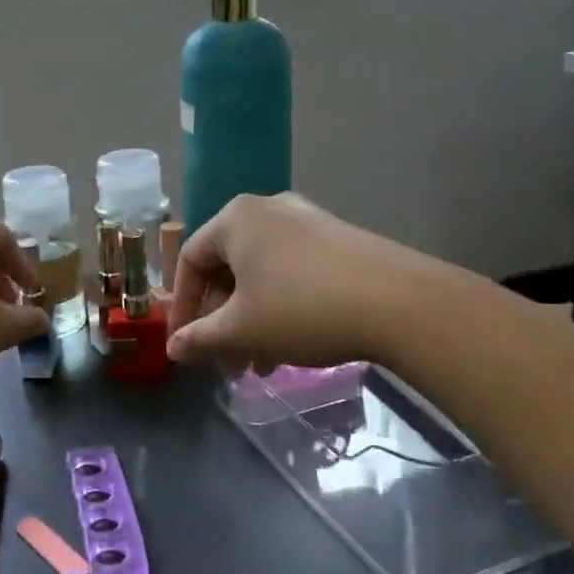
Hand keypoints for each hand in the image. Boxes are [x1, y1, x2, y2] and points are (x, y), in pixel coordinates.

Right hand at [167, 194, 455, 370]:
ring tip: (261, 363)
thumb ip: (199, 338)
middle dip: (222, 319)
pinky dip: (280, 306)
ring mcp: (307, 220)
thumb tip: (174, 348)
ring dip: (251, 319)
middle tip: (227, 360)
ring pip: (261, 273)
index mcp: (235, 219)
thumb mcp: (240, 330)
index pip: (190, 260)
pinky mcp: (338, 239)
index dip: (183, 306)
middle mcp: (267, 209)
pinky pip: (292, 271)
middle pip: (227, 267)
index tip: (185, 344)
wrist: (400, 303)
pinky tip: (292, 345)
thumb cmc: (301, 309)